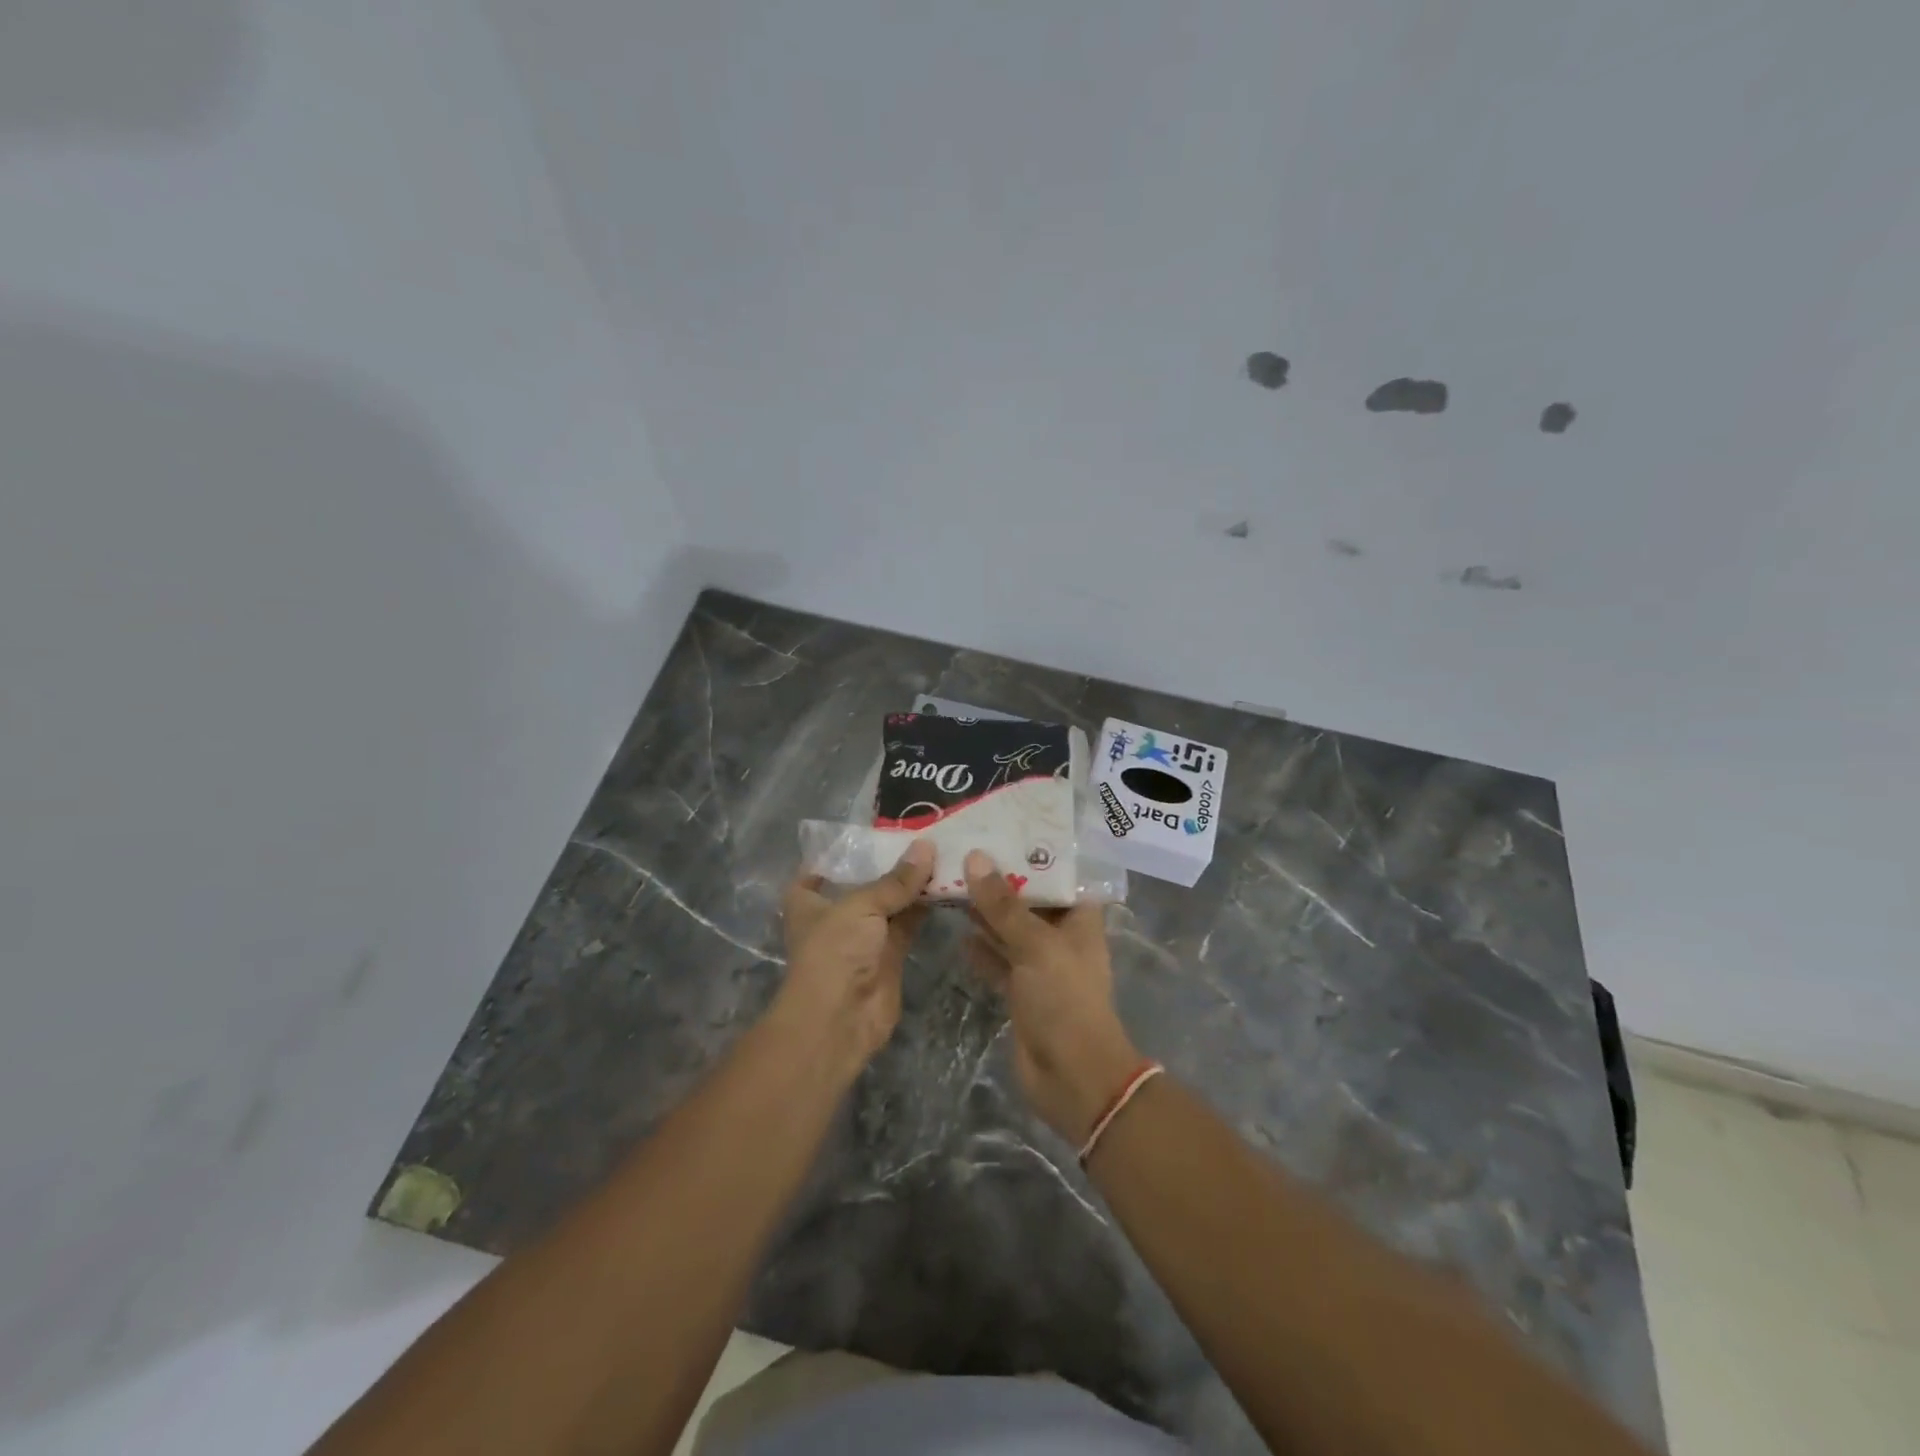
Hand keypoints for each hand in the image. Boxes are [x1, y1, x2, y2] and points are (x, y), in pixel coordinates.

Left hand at [776, 840, 935, 1074]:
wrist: (840, 1019)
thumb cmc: (834, 951)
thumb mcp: (861, 905)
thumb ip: (896, 880)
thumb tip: (927, 846)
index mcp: (809, 902)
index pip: (816, 871)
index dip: (836, 854)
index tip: (867, 832)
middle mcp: (835, 916)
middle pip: (863, 883)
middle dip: (888, 863)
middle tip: (922, 834)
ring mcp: (863, 937)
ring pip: (891, 903)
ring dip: (912, 885)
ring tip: (942, 852)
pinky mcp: (890, 956)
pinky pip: (909, 924)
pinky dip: (925, 907)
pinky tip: (947, 884)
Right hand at [963, 850, 1143, 1142]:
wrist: (1072, 1076)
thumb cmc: (1065, 999)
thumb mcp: (1035, 944)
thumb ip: (1003, 904)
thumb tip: (975, 858)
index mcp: (1078, 919)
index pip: (1056, 875)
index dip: (1031, 854)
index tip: (998, 831)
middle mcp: (1060, 937)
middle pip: (1028, 900)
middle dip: (999, 880)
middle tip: (963, 851)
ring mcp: (1039, 965)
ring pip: (1009, 929)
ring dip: (985, 912)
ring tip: (951, 882)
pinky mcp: (1020, 990)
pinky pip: (997, 960)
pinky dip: (980, 948)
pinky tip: (956, 930)